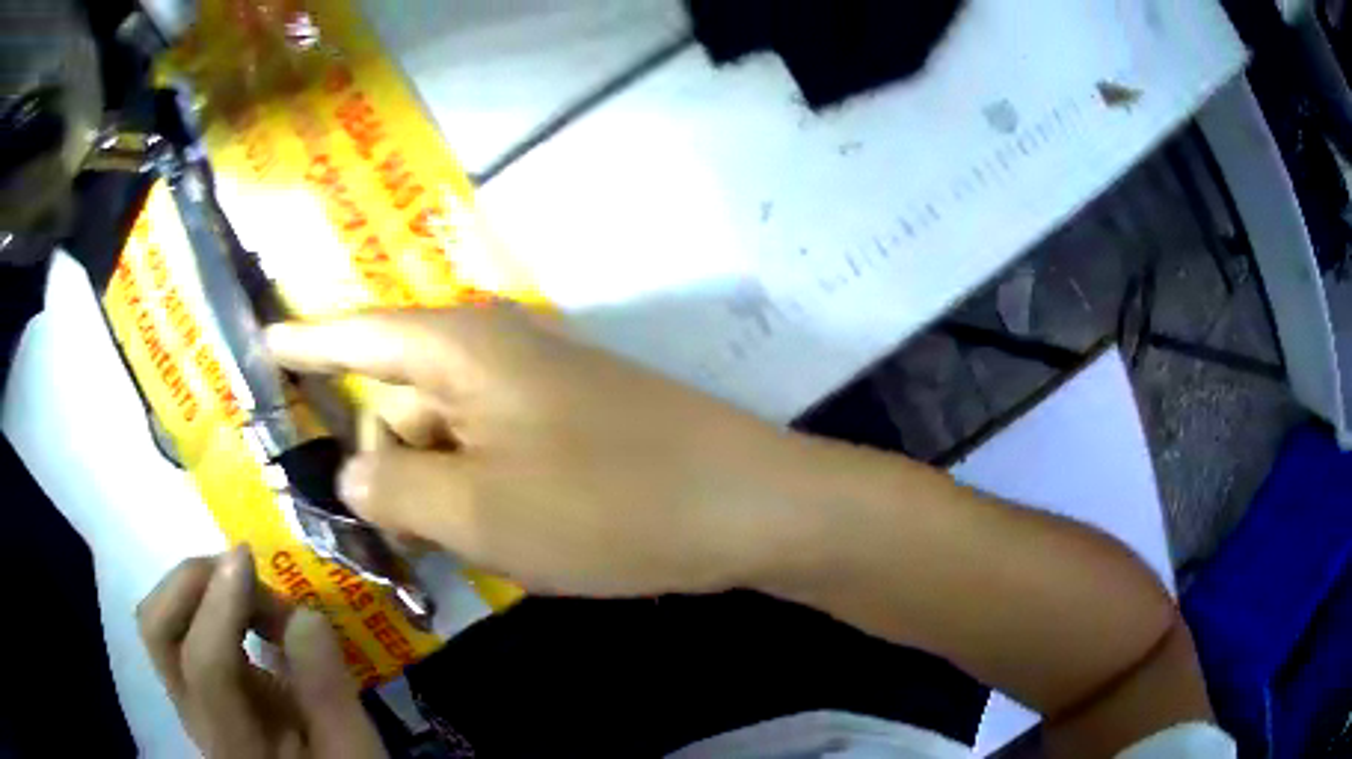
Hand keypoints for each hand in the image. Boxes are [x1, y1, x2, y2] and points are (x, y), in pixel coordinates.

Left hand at [137, 546, 386, 758]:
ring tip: (251, 592)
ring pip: (159, 617)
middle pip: (157, 627)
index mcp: (234, 743)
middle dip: (194, 582)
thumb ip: (329, 694)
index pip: (204, 665)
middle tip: (244, 572)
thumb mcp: (353, 751)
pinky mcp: (192, 681)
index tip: (248, 559)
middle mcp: (193, 715)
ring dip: (199, 586)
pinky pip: (178, 621)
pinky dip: (205, 598)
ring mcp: (186, 695)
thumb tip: (303, 616)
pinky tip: (245, 609)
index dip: (219, 606)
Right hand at [265, 306, 813, 596]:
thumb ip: (394, 488)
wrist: (745, 505)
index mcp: (459, 349)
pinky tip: (508, 533)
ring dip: (439, 488)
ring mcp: (536, 386)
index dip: (303, 341)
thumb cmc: (607, 504)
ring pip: (445, 432)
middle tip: (403, 530)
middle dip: (387, 461)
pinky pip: (490, 448)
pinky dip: (480, 491)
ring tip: (472, 541)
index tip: (260, 341)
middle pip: (398, 396)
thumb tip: (353, 468)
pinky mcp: (568, 422)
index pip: (356, 335)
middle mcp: (493, 351)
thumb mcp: (478, 511)